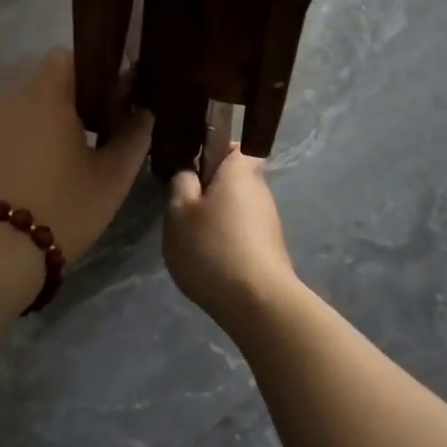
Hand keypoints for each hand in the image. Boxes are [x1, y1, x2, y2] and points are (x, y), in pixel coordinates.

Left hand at [0, 50, 152, 263]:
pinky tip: (34, 171)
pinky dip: (20, 138)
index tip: (109, 99)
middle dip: (68, 99)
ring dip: (42, 120)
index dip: (91, 71)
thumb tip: (143, 113)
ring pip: (22, 107)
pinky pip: (3, 128)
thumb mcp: (111, 178)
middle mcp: (11, 97)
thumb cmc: (61, 206)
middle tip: (92, 131)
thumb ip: (132, 138)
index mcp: (47, 95)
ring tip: (63, 155)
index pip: (67, 57)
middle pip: (44, 82)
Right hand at [164, 144, 299, 328]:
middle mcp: (259, 189)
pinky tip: (207, 260)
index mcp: (239, 170)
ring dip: (212, 216)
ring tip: (189, 238)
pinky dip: (222, 239)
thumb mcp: (179, 211)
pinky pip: (239, 231)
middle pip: (229, 177)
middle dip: (205, 187)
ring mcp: (267, 221)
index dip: (208, 148)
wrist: (257, 304)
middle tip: (179, 205)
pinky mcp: (267, 248)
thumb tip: (189, 171)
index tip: (186, 165)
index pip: (229, 143)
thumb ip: (180, 182)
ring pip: (232, 206)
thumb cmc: (213, 247)